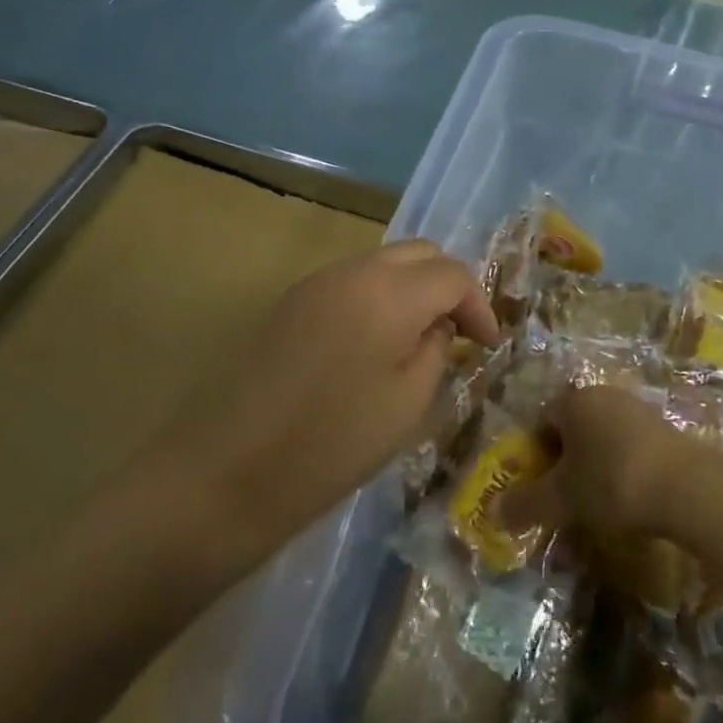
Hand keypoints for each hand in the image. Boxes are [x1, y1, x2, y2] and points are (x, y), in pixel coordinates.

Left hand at [196, 239, 501, 535]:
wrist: (234, 469)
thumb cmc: (334, 443)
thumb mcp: (408, 403)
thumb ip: (436, 349)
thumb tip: (438, 327)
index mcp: (388, 292)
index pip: (452, 274)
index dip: (479, 305)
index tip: (488, 345)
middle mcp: (353, 271)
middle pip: (419, 252)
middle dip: (447, 285)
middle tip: (459, 332)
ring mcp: (317, 282)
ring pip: (383, 262)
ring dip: (412, 289)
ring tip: (420, 338)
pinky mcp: (292, 301)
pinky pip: (351, 281)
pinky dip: (379, 297)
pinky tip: (376, 342)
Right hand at [500, 385, 707, 538]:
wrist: (687, 488)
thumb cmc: (611, 482)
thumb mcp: (562, 499)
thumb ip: (525, 504)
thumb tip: (492, 512)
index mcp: (574, 400)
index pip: (542, 420)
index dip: (535, 454)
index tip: (540, 486)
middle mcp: (604, 395)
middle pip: (573, 427)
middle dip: (565, 460)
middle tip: (566, 497)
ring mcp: (638, 409)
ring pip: (603, 436)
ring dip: (595, 464)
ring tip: (598, 502)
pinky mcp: (666, 428)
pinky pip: (631, 446)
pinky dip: (624, 468)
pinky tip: (630, 497)